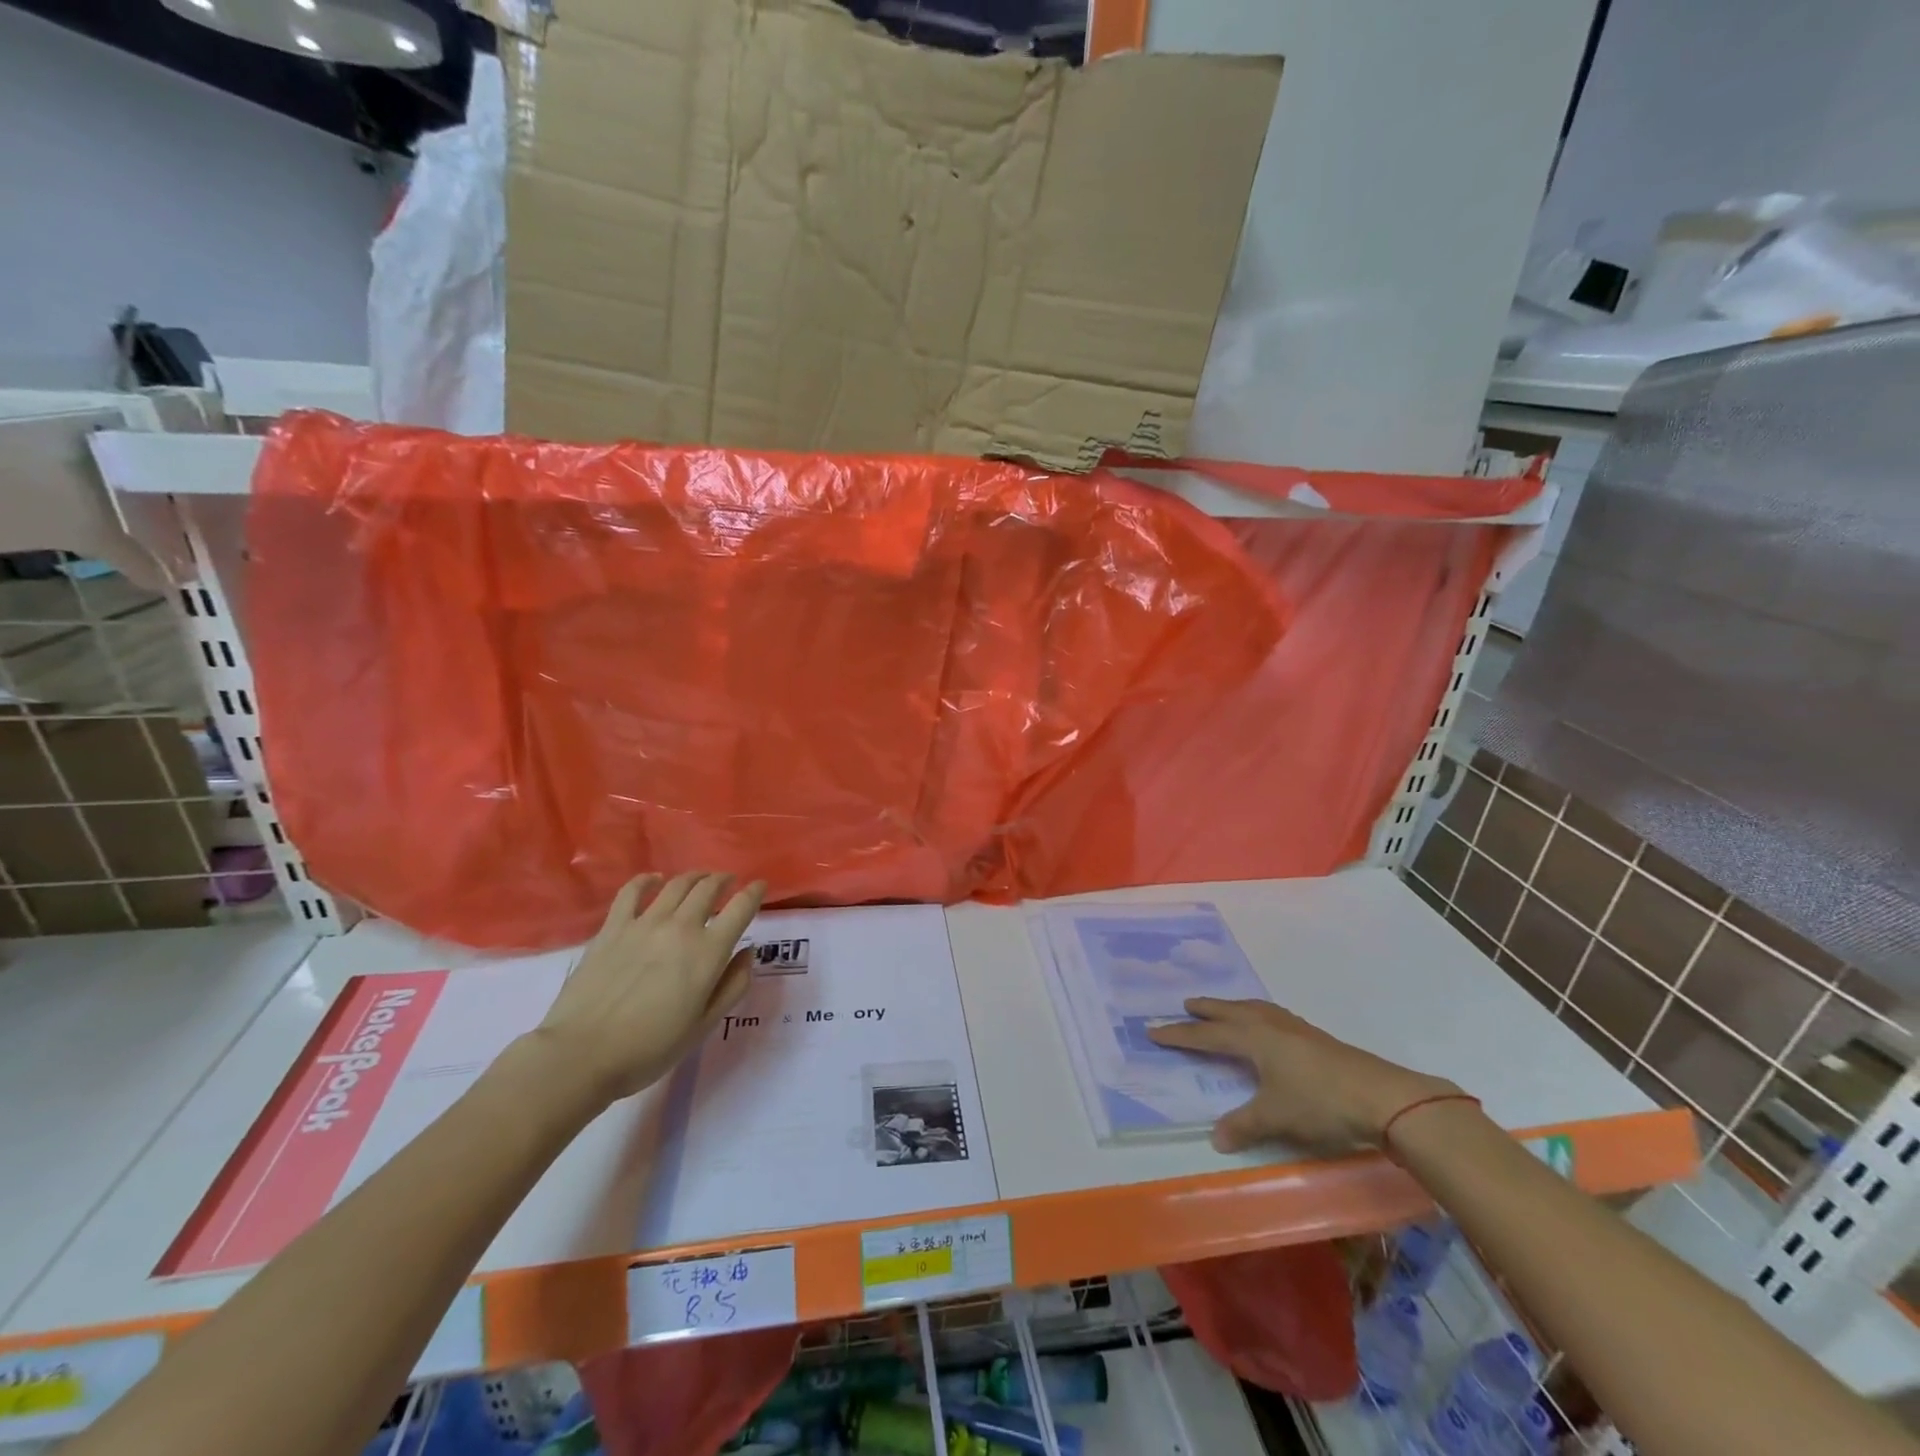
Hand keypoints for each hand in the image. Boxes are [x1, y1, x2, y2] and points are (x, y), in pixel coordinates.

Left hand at [530, 872, 765, 1107]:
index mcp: (708, 952)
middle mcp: (681, 928)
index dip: (755, 892)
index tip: (761, 886)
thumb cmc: (649, 1048)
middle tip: (729, 882)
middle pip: (709, 888)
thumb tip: (748, 952)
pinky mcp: (613, 927)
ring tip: (700, 879)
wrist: (582, 1054)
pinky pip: (632, 891)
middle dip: (724, 880)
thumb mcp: (704, 1026)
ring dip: (694, 877)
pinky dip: (647, 880)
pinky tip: (654, 880)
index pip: (741, 908)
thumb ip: (733, 986)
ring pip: (676, 884)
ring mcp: (644, 923)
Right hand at [1147, 998, 1459, 1154]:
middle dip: (1206, 1010)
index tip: (1154, 1030)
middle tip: (1185, 1004)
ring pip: (1254, 1009)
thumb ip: (1243, 1124)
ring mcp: (1294, 1028)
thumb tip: (1216, 1138)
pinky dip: (1257, 1015)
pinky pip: (1272, 1016)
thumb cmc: (1319, 1102)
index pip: (1207, 1034)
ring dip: (1233, 1008)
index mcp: (1253, 1037)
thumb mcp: (1276, 1117)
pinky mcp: (1314, 1038)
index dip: (1180, 1034)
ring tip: (1223, 1009)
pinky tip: (1267, 1028)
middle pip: (1230, 1012)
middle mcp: (1269, 1025)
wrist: (1381, 1097)